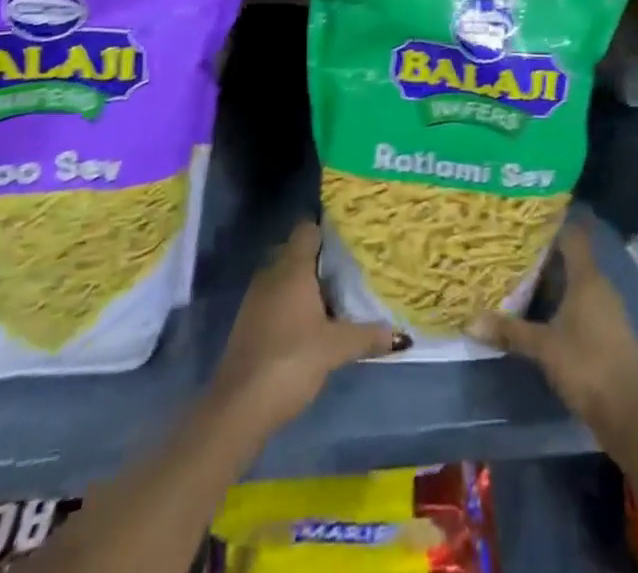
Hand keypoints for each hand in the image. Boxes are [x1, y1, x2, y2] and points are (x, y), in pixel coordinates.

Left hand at [210, 220, 398, 433]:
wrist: (238, 408)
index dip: (328, 230)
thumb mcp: (335, 348)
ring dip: (308, 285)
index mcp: (291, 268)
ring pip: (286, 277)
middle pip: (298, 252)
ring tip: (338, 297)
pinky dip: (294, 304)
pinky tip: (314, 324)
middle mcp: (271, 274)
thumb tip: (400, 335)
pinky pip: (277, 299)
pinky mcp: (250, 323)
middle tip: (352, 269)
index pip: (308, 229)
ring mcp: (257, 299)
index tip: (352, 239)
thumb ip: (367, 336)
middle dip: (322, 260)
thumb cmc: (290, 360)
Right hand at [469, 218, 637, 438]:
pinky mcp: (607, 331)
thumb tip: (470, 321)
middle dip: (542, 255)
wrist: (632, 414)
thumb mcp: (544, 348)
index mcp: (587, 278)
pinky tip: (540, 312)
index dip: (551, 224)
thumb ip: (510, 332)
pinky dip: (561, 302)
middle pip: (571, 259)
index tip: (525, 218)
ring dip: (551, 281)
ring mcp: (606, 309)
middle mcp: (599, 286)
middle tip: (510, 250)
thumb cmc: (588, 366)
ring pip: (575, 283)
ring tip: (518, 278)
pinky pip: (581, 304)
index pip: (572, 235)